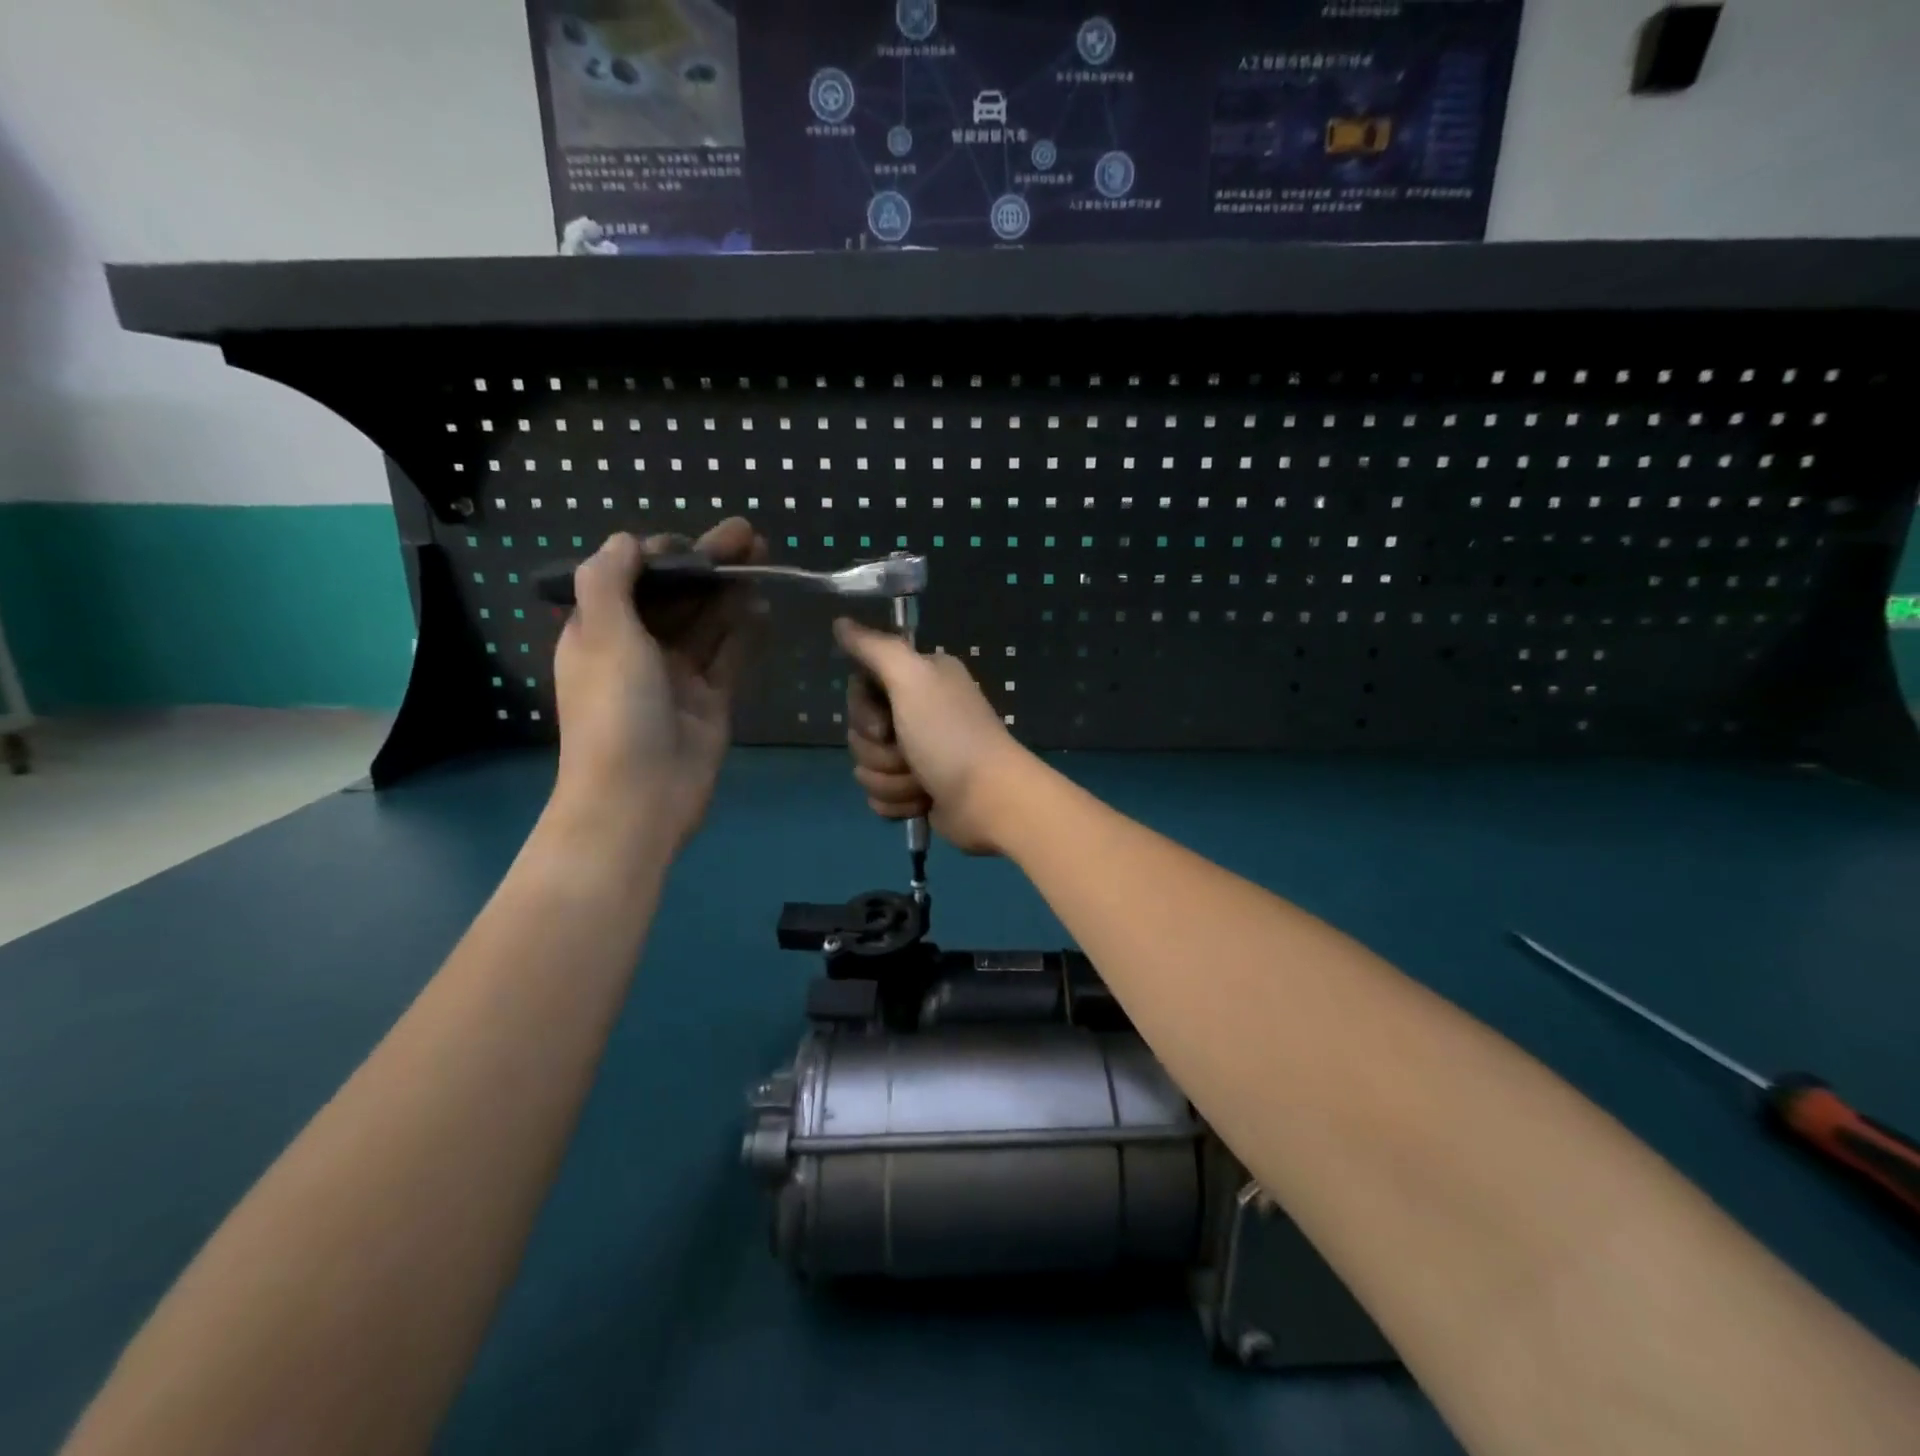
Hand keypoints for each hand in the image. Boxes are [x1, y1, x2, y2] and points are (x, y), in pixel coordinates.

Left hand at [549, 520, 765, 848]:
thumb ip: (609, 581)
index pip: (632, 577)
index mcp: (600, 631)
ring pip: (707, 622)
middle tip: (750, 535)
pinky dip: (744, 630)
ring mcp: (677, 676)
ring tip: (764, 559)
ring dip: (731, 591)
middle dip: (709, 564)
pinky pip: (729, 656)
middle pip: (677, 596)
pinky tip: (762, 605)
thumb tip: (627, 540)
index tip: (695, 540)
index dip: (664, 553)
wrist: (639, 798)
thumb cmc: (614, 712)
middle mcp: (638, 649)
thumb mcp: (602, 636)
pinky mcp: (710, 700)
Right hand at [834, 618, 1035, 855]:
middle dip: (879, 751)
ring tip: (921, 782)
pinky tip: (922, 802)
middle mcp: (919, 710)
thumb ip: (874, 648)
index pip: (861, 687)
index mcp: (920, 679)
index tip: (884, 722)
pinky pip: (879, 795)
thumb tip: (840, 622)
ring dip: (890, 780)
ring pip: (867, 766)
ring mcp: (918, 753)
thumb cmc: (949, 735)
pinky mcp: (917, 789)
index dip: (862, 710)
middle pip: (860, 730)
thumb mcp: (912, 678)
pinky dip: (897, 802)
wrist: (988, 799)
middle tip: (908, 754)